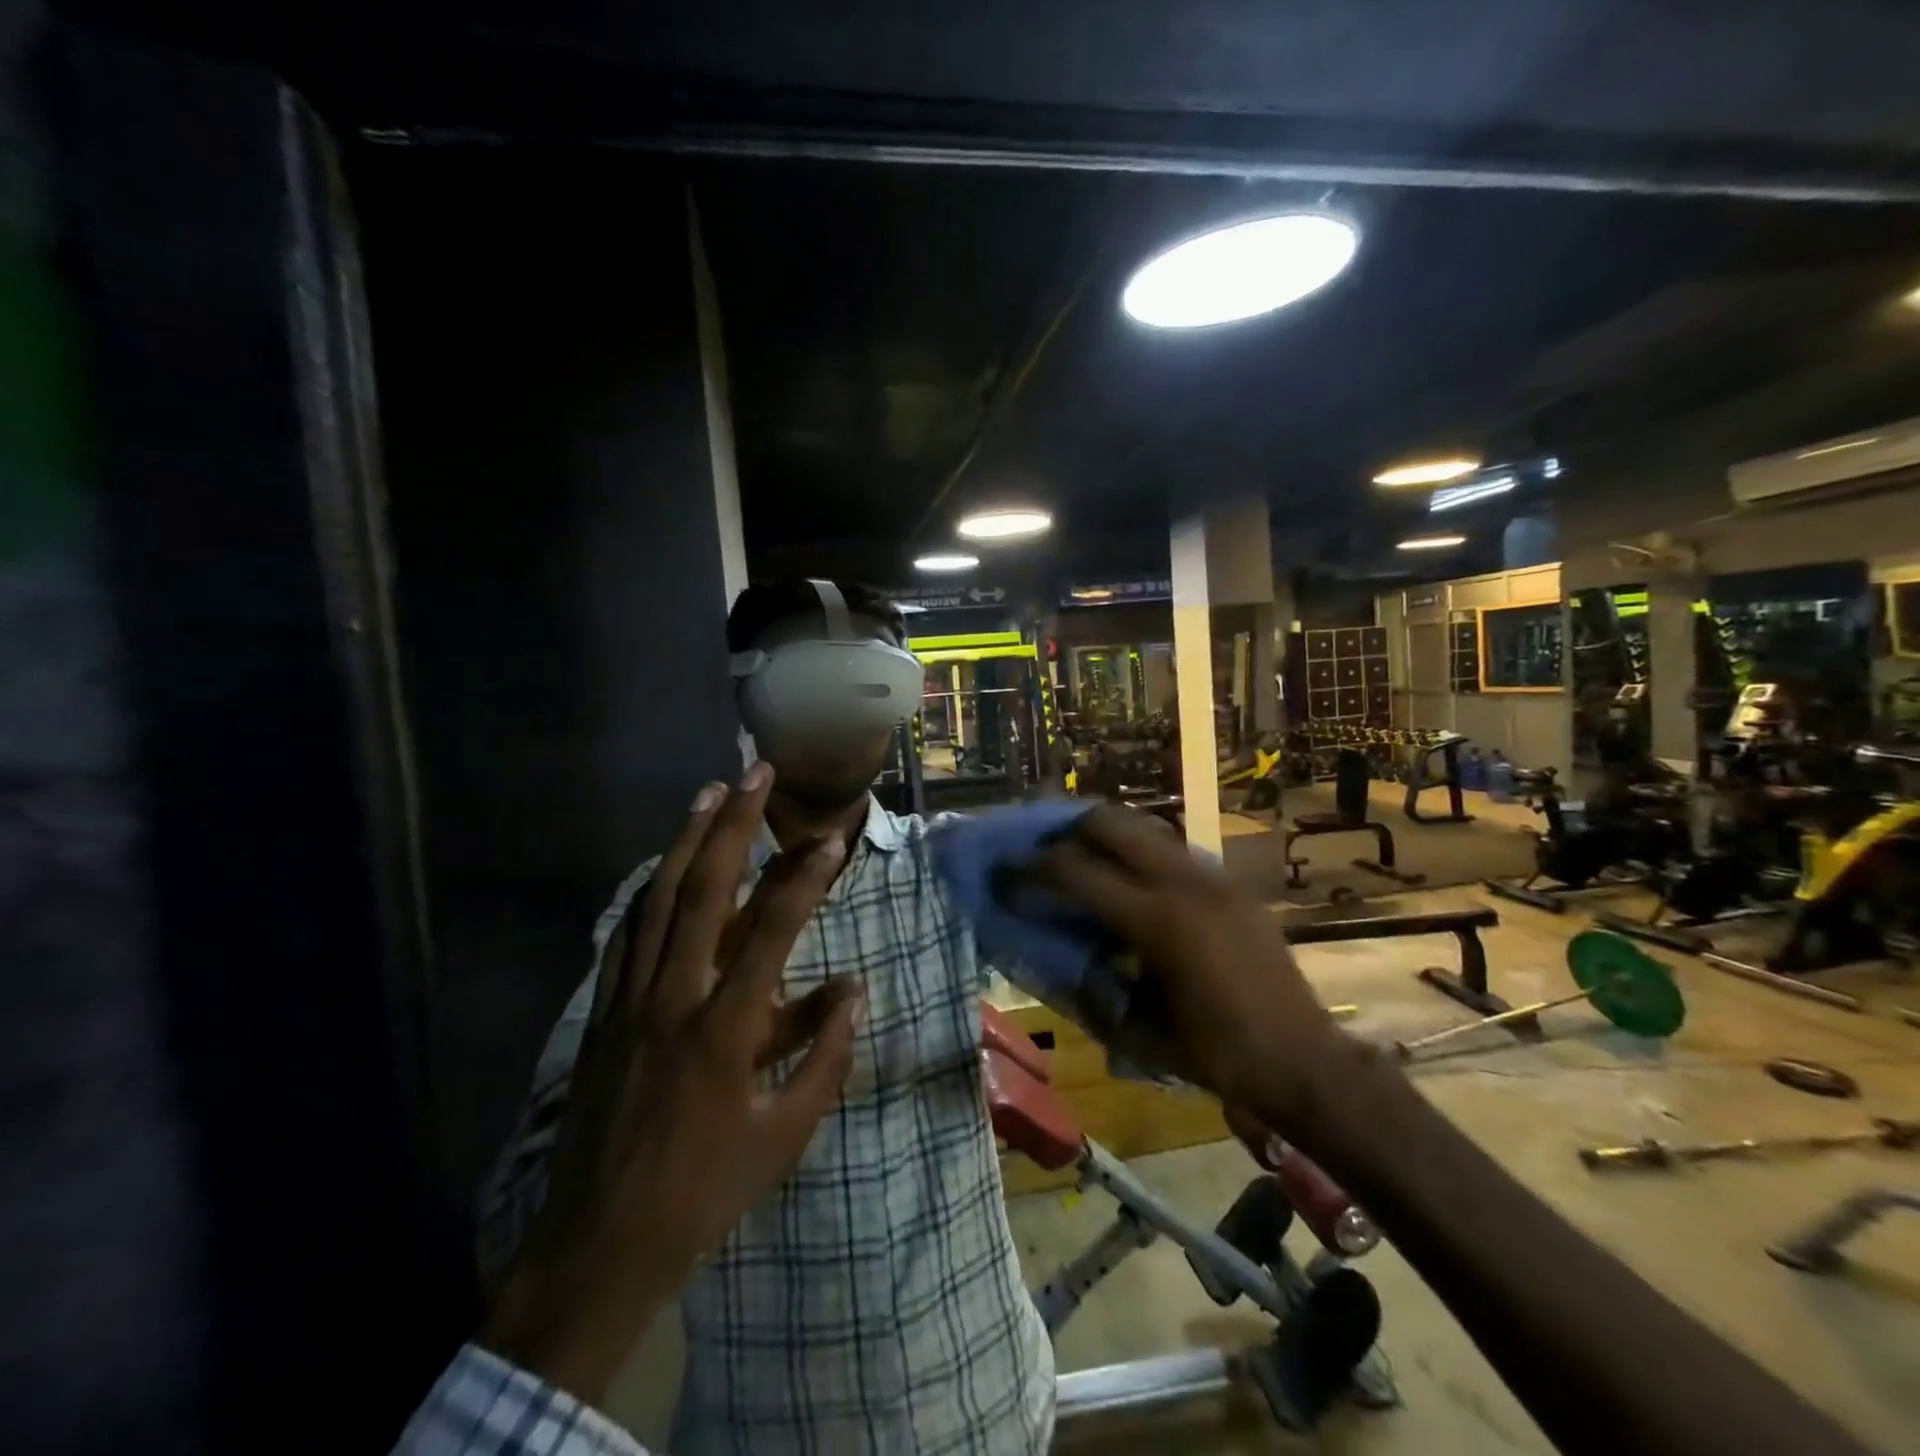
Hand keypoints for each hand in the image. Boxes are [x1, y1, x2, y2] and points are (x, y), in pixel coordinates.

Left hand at [482, 764, 862, 1403]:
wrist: (599, 1246)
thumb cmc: (705, 1192)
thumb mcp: (785, 1136)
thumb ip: (825, 1058)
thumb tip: (855, 991)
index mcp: (724, 1031)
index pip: (772, 932)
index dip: (805, 878)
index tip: (831, 837)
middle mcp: (673, 998)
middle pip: (703, 891)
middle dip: (732, 825)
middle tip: (755, 773)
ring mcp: (630, 1001)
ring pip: (656, 900)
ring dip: (684, 840)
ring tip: (708, 792)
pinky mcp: (603, 1013)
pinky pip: (626, 934)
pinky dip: (649, 889)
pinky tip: (662, 866)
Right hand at [1025, 805, 1361, 1132]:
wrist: (1306, 1062)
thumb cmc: (1219, 1057)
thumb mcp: (1140, 1032)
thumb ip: (1090, 988)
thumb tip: (1056, 956)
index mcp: (1158, 921)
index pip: (1075, 872)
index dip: (1030, 870)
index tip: (1003, 875)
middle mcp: (1184, 883)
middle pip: (1109, 822)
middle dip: (1065, 831)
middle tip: (1041, 855)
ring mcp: (1213, 877)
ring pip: (1144, 827)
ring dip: (1104, 836)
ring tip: (1081, 861)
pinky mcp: (1232, 884)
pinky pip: (1172, 850)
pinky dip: (1139, 854)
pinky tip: (1131, 886)